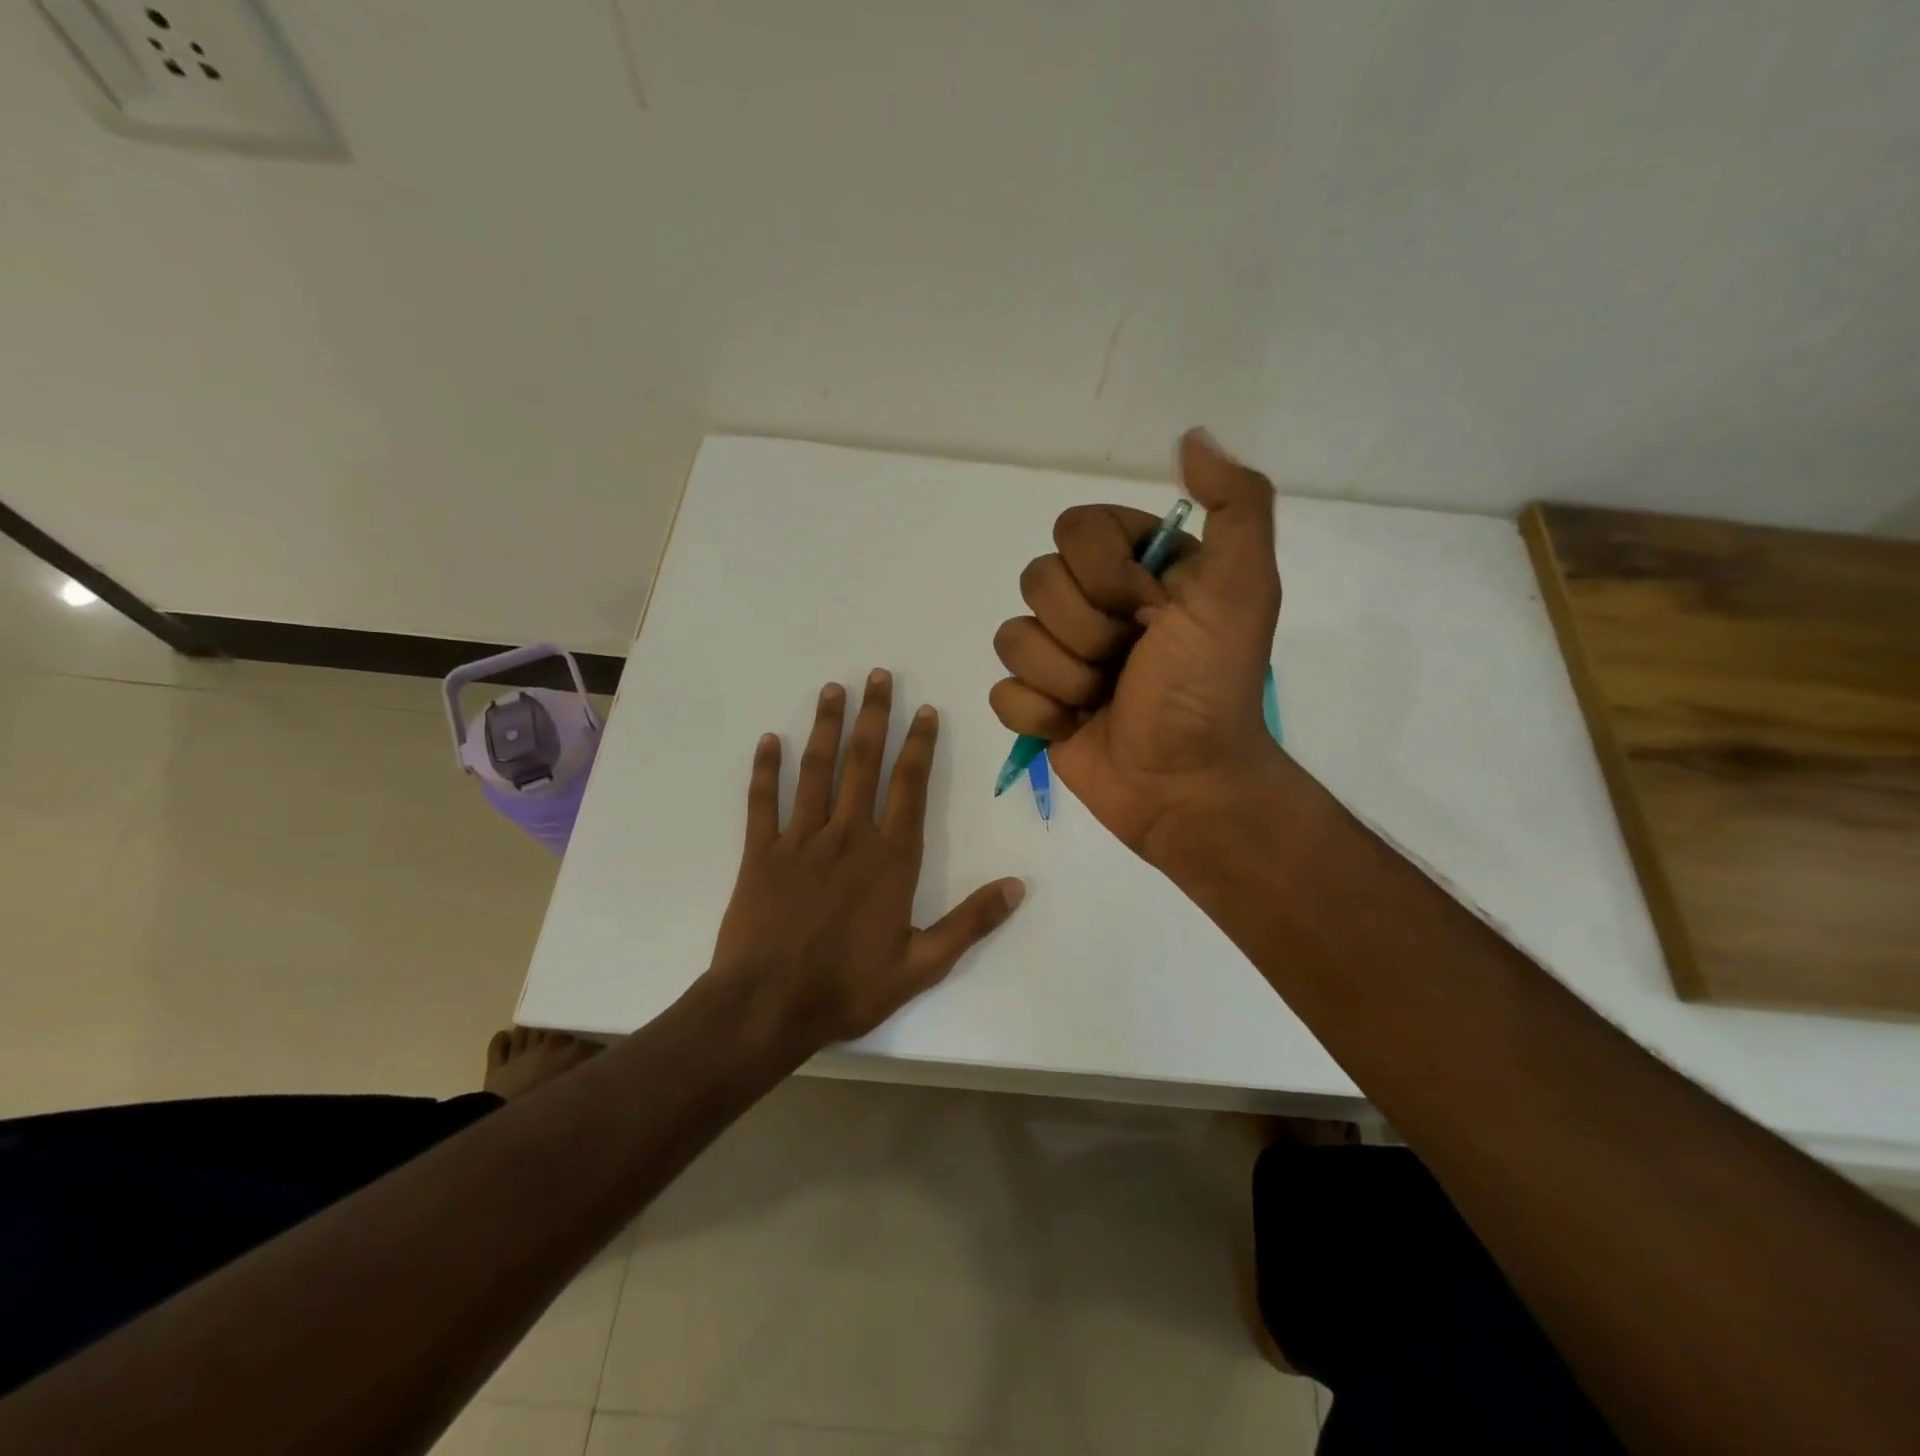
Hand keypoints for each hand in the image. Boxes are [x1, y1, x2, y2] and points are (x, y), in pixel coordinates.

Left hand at [708, 670, 1025, 1047]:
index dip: (919, 744)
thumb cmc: (850, 986)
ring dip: (826, 727)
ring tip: (833, 689)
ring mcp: (801, 840)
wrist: (769, 1006)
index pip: (910, 786)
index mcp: (891, 858)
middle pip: (864, 763)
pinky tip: (768, 740)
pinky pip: (763, 802)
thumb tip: (1018, 886)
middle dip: (874, 716)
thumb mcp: (924, 964)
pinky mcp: (761, 853)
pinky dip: (765, 770)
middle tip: (878, 675)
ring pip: (816, 771)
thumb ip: (971, 922)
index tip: (924, 710)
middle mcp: (848, 835)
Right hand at [989, 429, 1287, 856]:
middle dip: (1086, 632)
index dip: (1105, 574)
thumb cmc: (1208, 688)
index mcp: (1136, 568)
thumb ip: (1235, 505)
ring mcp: (1060, 655)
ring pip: (1012, 637)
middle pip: (1036, 581)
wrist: (1185, 785)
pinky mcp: (1037, 704)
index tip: (1151, 611)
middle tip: (1129, 662)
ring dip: (1065, 677)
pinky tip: (1075, 726)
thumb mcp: (1242, 590)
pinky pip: (1002, 691)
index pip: (1074, 529)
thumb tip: (1192, 437)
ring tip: (1104, 700)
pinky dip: (1039, 715)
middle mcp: (1093, 603)